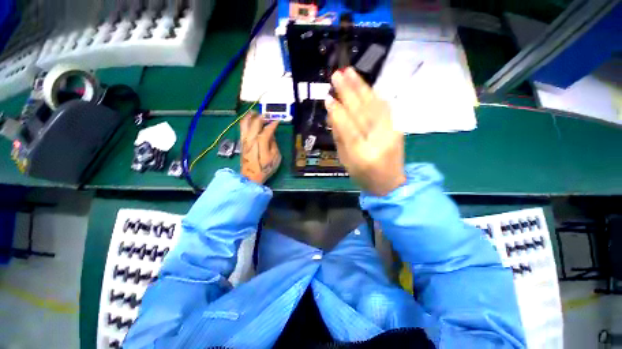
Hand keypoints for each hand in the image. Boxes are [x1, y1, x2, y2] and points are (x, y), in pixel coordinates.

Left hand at [240, 112, 281, 184]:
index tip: (278, 121)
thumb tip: (271, 136)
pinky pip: (242, 128)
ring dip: (251, 116)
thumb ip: (274, 144)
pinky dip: (245, 122)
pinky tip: (249, 121)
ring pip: (245, 123)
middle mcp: (252, 138)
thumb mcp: (275, 157)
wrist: (251, 176)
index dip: (273, 124)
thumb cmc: (265, 168)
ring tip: (255, 113)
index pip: (268, 128)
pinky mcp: (241, 142)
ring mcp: (245, 139)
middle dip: (262, 117)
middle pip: (255, 122)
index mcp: (261, 141)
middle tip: (268, 115)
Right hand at [325, 67, 405, 195]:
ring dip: (361, 87)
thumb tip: (332, 114)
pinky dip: (373, 95)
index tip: (327, 97)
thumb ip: (339, 138)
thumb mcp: (345, 161)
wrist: (390, 183)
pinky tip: (364, 85)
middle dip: (348, 93)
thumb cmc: (363, 176)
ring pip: (375, 106)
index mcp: (361, 156)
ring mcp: (391, 134)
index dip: (338, 113)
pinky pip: (384, 108)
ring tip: (349, 72)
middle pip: (363, 113)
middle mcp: (378, 142)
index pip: (348, 130)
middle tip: (337, 74)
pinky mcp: (397, 128)